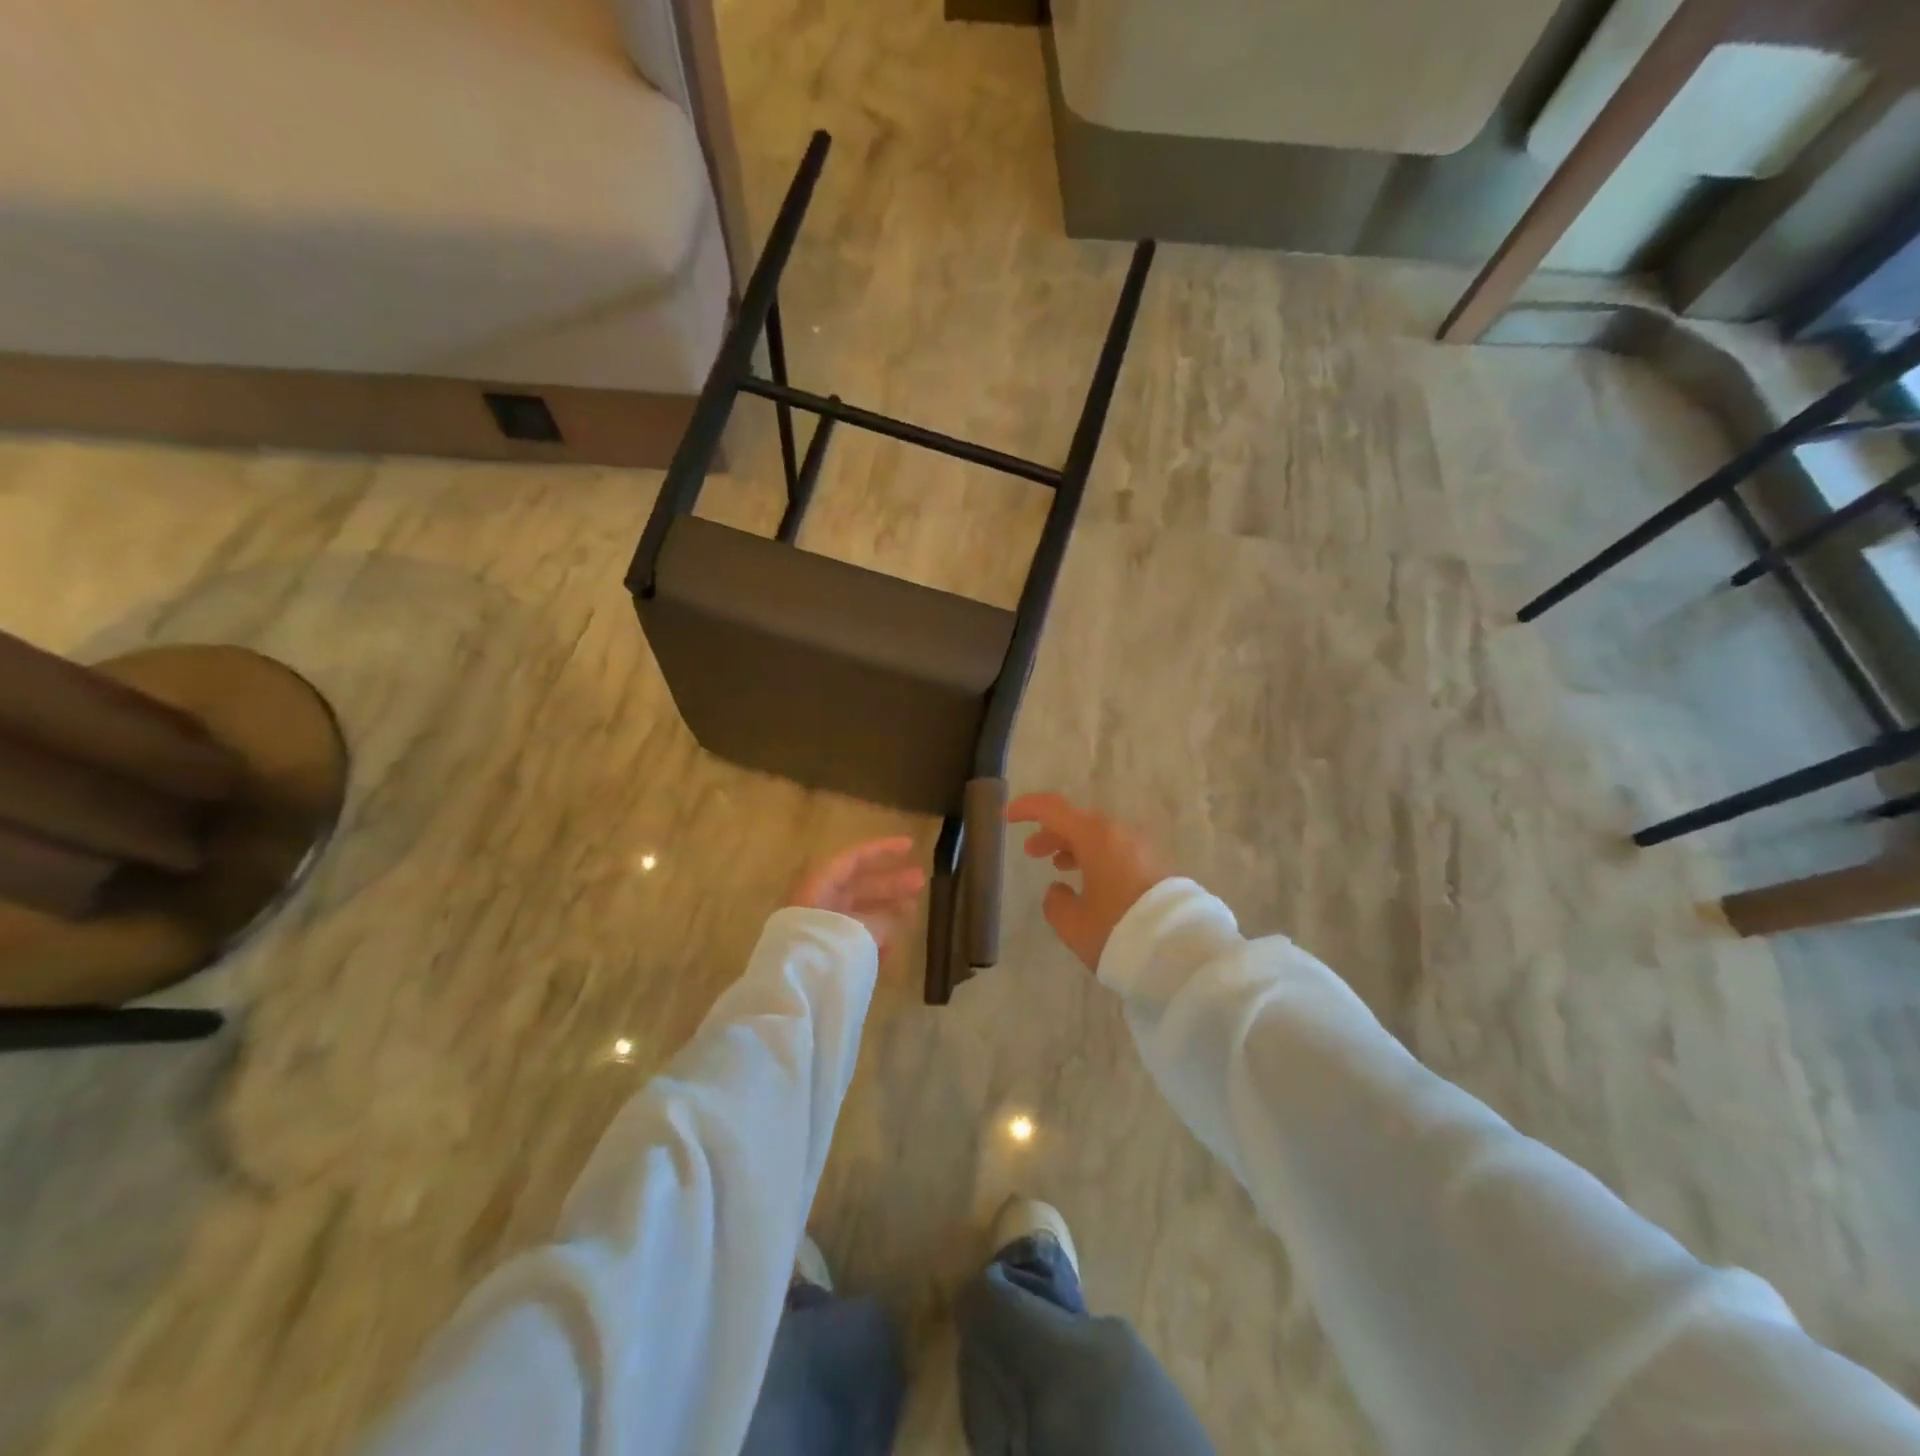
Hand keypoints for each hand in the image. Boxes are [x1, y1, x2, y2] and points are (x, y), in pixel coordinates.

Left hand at [787, 837, 926, 957]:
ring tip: (914, 912)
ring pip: (857, 912)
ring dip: (886, 911)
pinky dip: (871, 938)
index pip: (853, 859)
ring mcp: (818, 929)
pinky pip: (851, 938)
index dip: (882, 850)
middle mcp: (817, 902)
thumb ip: (882, 919)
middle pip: (858, 885)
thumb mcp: (860, 928)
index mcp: (819, 886)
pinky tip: (892, 947)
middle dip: (891, 883)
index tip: (911, 847)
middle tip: (921, 882)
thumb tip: (896, 917)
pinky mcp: (821, 955)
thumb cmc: (826, 950)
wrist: (794, 996)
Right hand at [1005, 793, 1169, 971]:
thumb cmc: (1118, 931)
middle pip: (1079, 823)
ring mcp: (1143, 850)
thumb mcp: (1073, 924)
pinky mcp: (1158, 868)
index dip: (1027, 809)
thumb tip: (1059, 890)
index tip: (1007, 815)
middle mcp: (1121, 835)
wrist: (1182, 951)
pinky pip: (1119, 853)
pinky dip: (1098, 858)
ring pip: (1101, 838)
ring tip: (1059, 867)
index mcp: (1096, 838)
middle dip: (1052, 834)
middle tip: (1031, 852)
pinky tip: (1092, 882)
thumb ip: (1056, 903)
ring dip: (1076, 847)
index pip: (1053, 809)